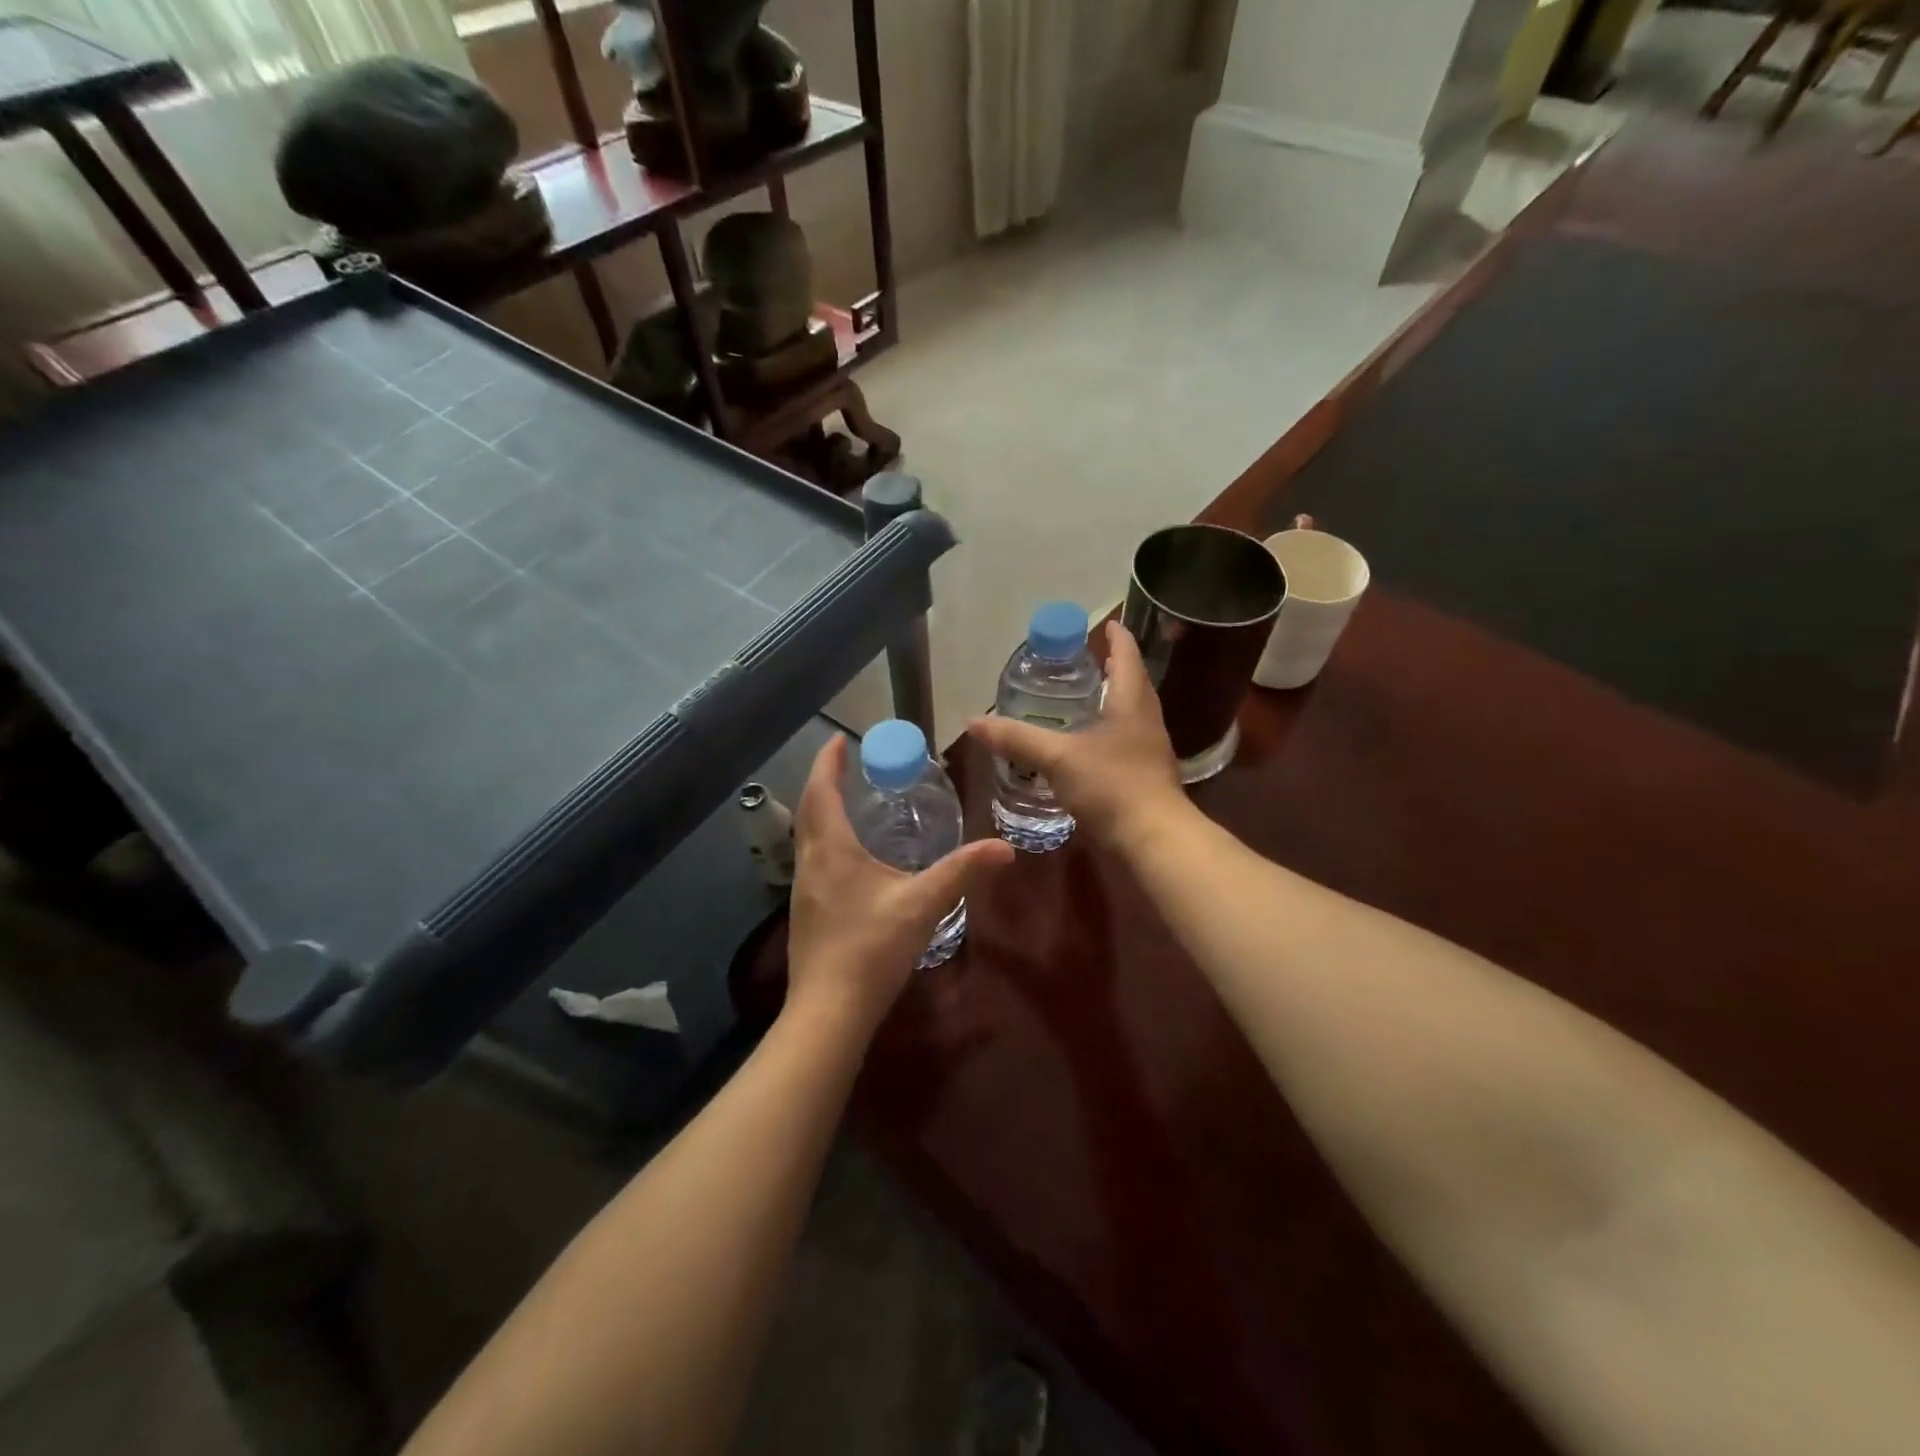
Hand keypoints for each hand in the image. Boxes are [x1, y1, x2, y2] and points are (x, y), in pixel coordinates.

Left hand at [785, 735, 1013, 1033]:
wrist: (829, 1011)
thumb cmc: (871, 949)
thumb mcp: (922, 905)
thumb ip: (962, 872)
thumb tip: (1004, 849)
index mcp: (831, 850)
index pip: (822, 791)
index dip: (828, 762)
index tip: (839, 738)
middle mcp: (810, 863)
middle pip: (810, 810)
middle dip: (825, 782)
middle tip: (848, 765)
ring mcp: (803, 891)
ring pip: (808, 837)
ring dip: (823, 812)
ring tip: (851, 803)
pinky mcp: (807, 914)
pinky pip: (814, 861)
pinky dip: (827, 841)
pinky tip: (852, 859)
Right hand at [967, 621, 1187, 851]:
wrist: (1152, 840)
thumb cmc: (1111, 786)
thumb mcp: (1057, 758)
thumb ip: (1016, 739)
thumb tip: (974, 722)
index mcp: (1131, 703)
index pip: (1127, 657)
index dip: (1116, 638)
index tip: (1107, 624)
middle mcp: (1145, 721)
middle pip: (1132, 684)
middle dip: (1113, 668)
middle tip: (1088, 659)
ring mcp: (1148, 750)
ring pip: (1130, 714)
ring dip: (1111, 701)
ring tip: (1084, 698)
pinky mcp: (1144, 777)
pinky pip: (1125, 743)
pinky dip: (1107, 734)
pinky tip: (1086, 746)